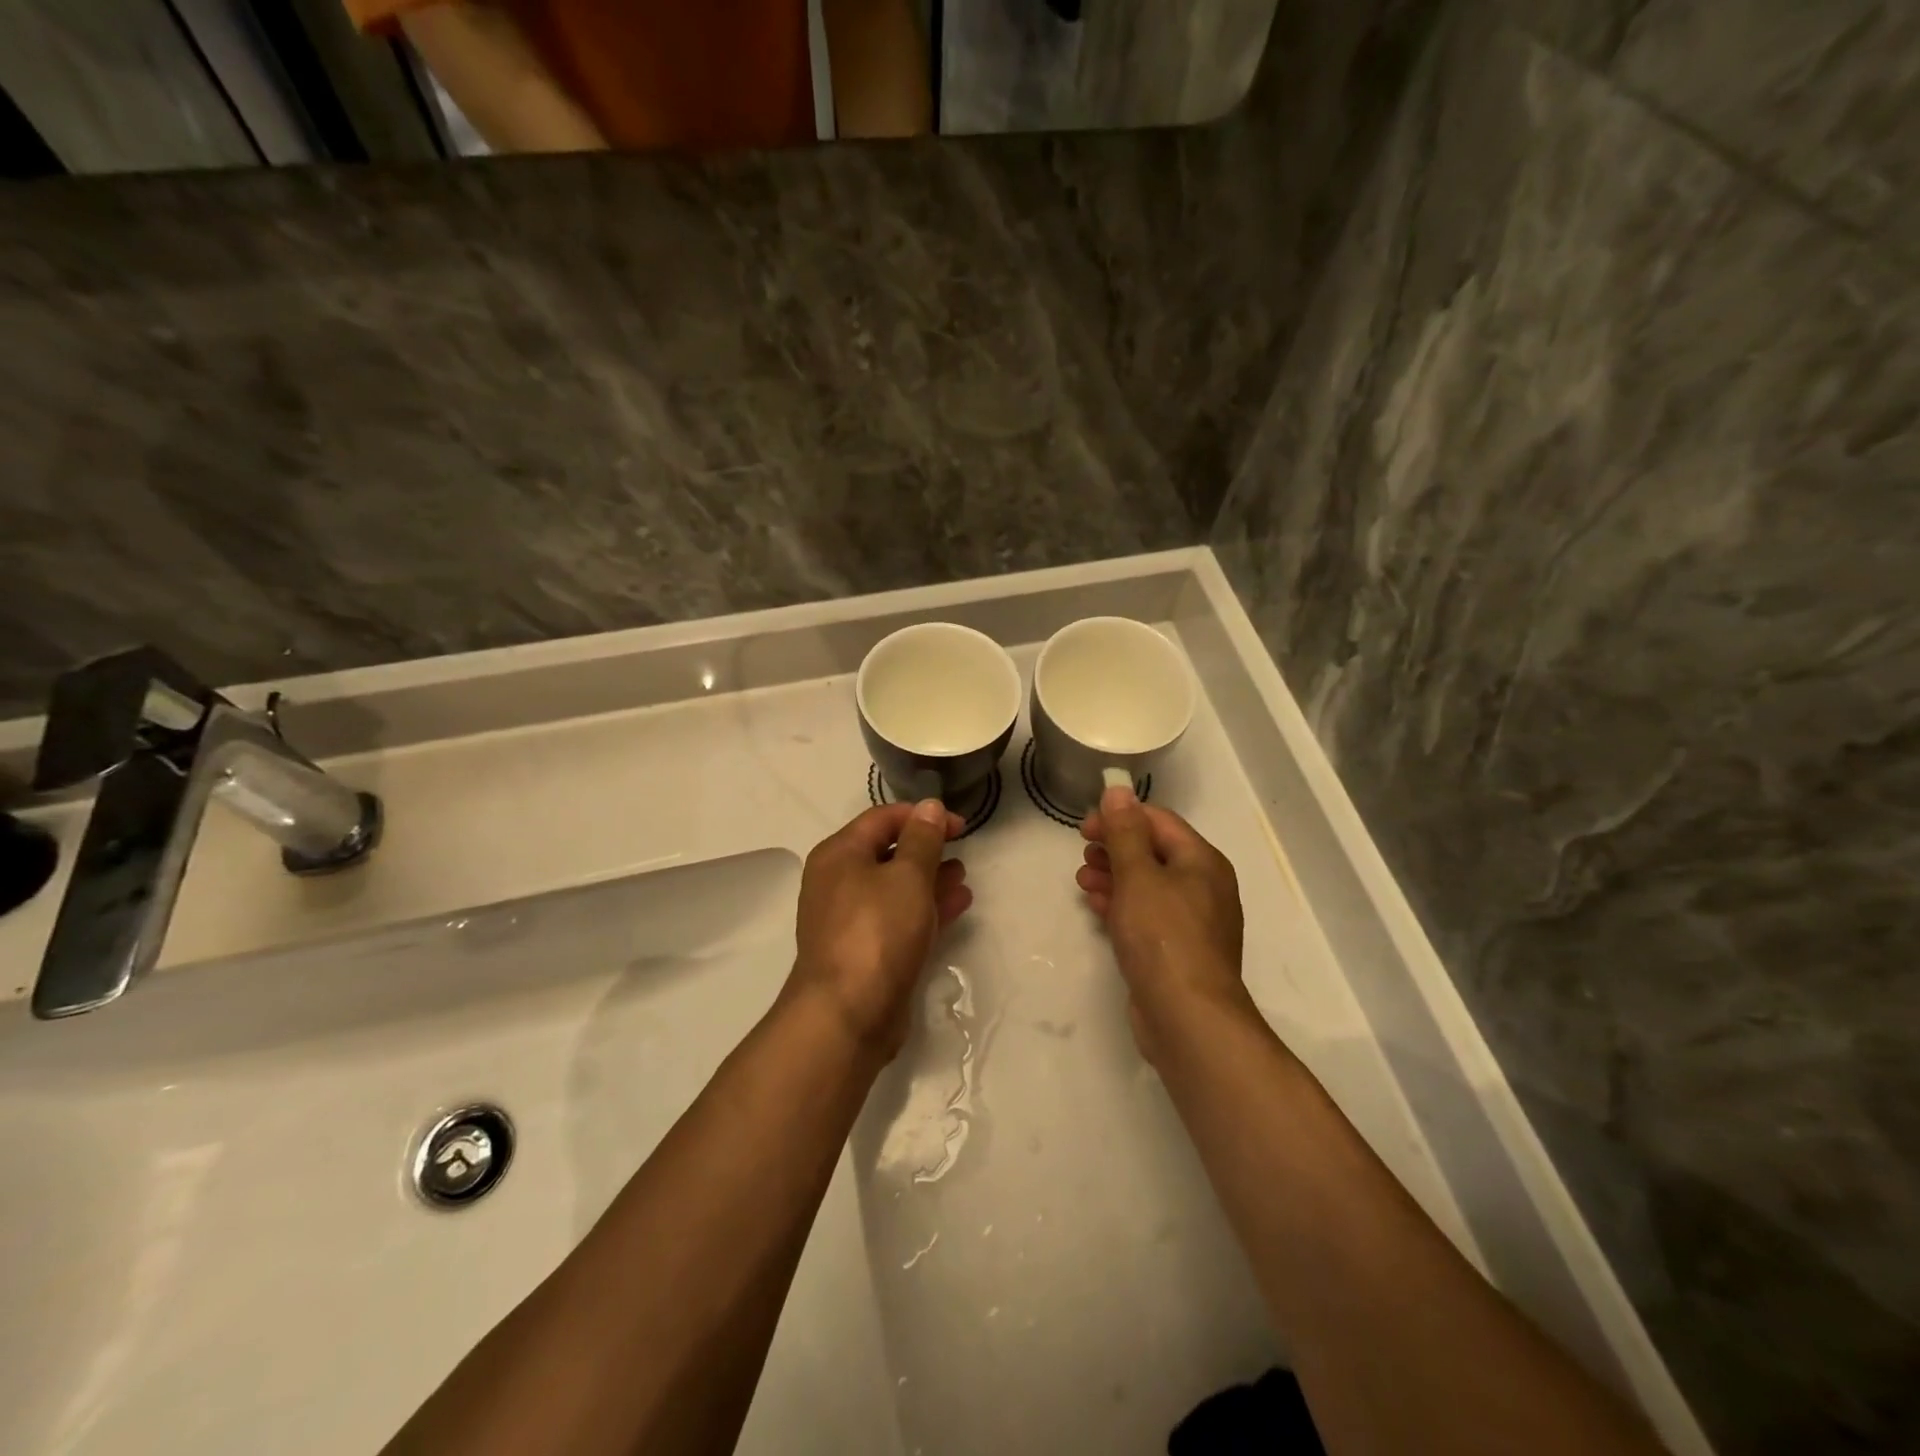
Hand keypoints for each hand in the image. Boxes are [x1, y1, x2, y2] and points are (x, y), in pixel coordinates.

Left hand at [788, 800, 972, 1058]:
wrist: (846, 1016)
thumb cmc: (877, 932)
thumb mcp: (907, 876)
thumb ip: (922, 839)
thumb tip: (929, 806)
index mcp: (839, 855)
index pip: (883, 818)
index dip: (923, 816)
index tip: (961, 826)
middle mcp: (838, 882)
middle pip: (887, 852)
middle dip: (926, 849)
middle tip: (962, 849)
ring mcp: (850, 920)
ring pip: (895, 888)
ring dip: (929, 879)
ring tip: (963, 877)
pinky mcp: (865, 952)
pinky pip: (898, 918)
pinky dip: (925, 909)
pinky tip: (957, 905)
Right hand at [1078, 783, 1247, 1061]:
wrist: (1188, 1018)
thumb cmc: (1163, 936)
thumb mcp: (1138, 876)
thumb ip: (1125, 832)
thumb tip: (1118, 791)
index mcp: (1202, 862)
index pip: (1159, 822)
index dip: (1120, 817)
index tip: (1084, 826)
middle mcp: (1203, 887)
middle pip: (1154, 852)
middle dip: (1115, 848)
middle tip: (1082, 852)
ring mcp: (1192, 921)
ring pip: (1148, 885)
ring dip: (1114, 875)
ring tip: (1082, 878)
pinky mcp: (1177, 950)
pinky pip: (1147, 914)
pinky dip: (1122, 904)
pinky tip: (1096, 905)